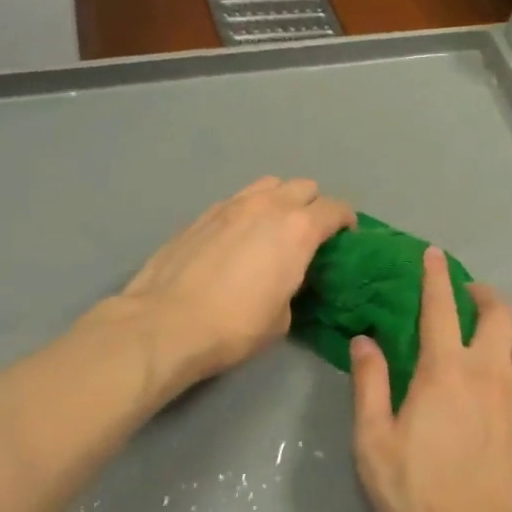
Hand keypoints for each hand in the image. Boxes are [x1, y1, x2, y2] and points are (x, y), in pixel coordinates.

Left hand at [117, 177, 354, 386]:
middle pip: (303, 187)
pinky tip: (239, 237)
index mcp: (297, 230)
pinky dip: (248, 210)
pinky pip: (238, 199)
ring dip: (280, 200)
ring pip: (268, 185)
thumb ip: (294, 285)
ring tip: (274, 228)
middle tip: (311, 234)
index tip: (346, 237)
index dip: (346, 221)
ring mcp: (231, 205)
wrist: (165, 323)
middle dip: (314, 206)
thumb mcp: (282, 318)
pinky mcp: (202, 214)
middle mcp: (267, 206)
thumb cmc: (233, 327)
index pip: (335, 209)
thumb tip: (287, 279)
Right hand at [350, 246, 511, 511]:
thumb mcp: (373, 440)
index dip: (435, 275)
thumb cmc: (416, 494)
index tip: (434, 254)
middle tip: (470, 298)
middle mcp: (492, 372)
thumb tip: (364, 340)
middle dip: (484, 294)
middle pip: (500, 312)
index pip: (440, 306)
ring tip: (507, 338)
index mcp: (445, 370)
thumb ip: (369, 383)